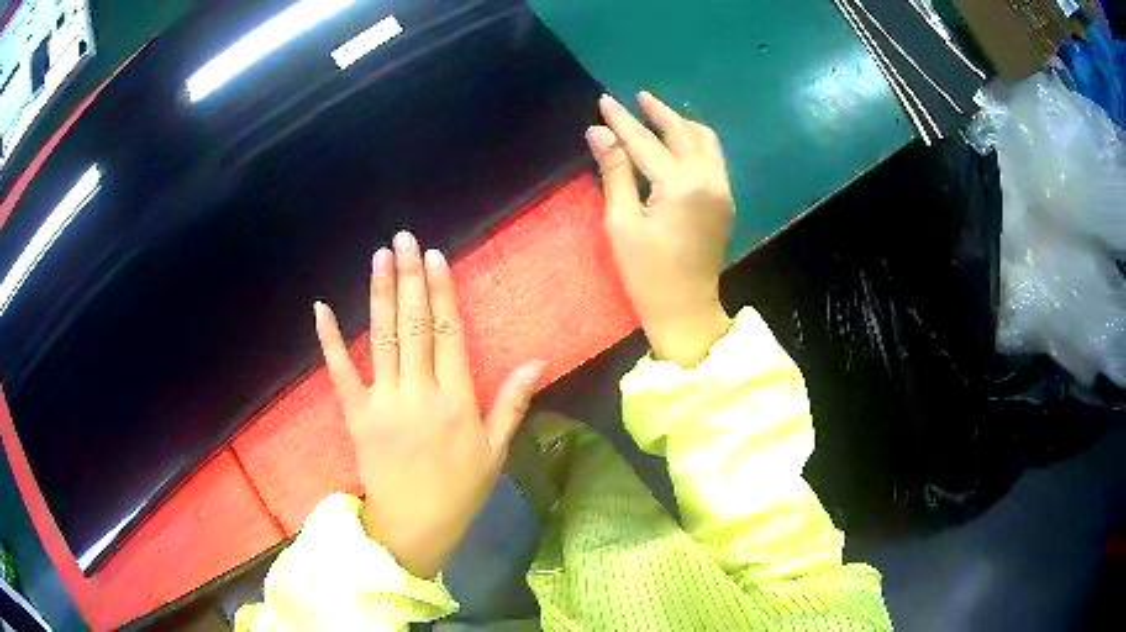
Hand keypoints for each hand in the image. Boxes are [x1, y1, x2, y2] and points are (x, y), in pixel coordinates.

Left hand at [314, 231, 543, 578]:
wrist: (415, 526)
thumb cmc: (460, 490)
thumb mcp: (497, 450)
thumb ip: (514, 402)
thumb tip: (539, 361)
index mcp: (457, 400)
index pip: (449, 333)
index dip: (441, 291)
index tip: (434, 257)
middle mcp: (420, 392)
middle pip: (414, 325)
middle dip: (410, 278)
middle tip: (404, 239)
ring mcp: (384, 402)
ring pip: (382, 338)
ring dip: (380, 294)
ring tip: (380, 257)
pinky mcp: (356, 415)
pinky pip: (340, 373)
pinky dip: (330, 340)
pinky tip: (321, 308)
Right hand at [587, 92, 733, 366]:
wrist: (687, 309)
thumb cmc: (647, 274)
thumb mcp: (622, 224)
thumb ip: (614, 173)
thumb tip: (599, 133)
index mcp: (681, 186)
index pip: (646, 142)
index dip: (622, 121)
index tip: (604, 100)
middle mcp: (708, 180)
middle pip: (683, 133)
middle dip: (658, 112)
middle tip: (637, 97)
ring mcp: (722, 189)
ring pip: (706, 141)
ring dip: (681, 124)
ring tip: (658, 114)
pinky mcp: (725, 200)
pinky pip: (713, 157)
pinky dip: (696, 141)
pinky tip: (680, 141)